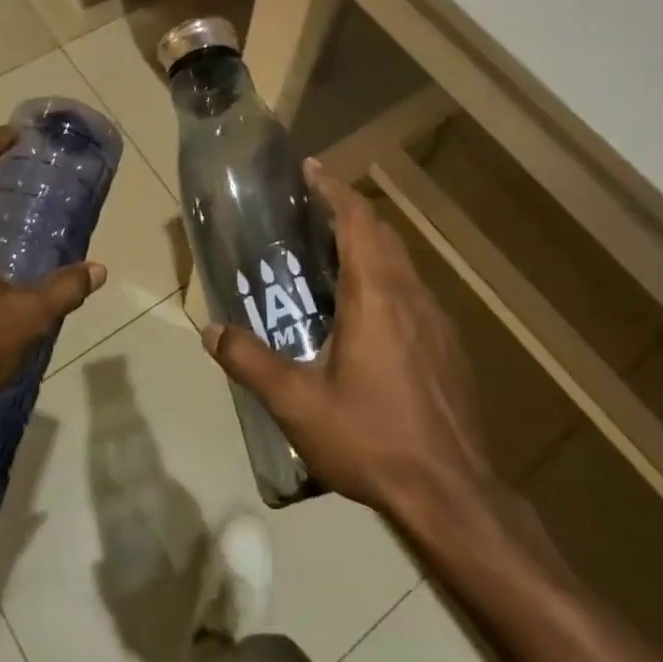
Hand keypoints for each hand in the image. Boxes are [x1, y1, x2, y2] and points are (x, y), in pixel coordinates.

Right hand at [202, 161, 491, 517]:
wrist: (451, 493)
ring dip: (370, 244)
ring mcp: (436, 319)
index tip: (310, 168)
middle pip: (382, 232)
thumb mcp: (298, 404)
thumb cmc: (371, 438)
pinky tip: (368, 313)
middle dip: (348, 211)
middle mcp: (410, 294)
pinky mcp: (449, 345)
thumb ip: (251, 362)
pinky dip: (387, 276)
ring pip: (402, 261)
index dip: (333, 189)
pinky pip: (413, 290)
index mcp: (376, 294)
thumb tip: (211, 331)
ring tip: (333, 255)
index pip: (357, 220)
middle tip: (312, 210)